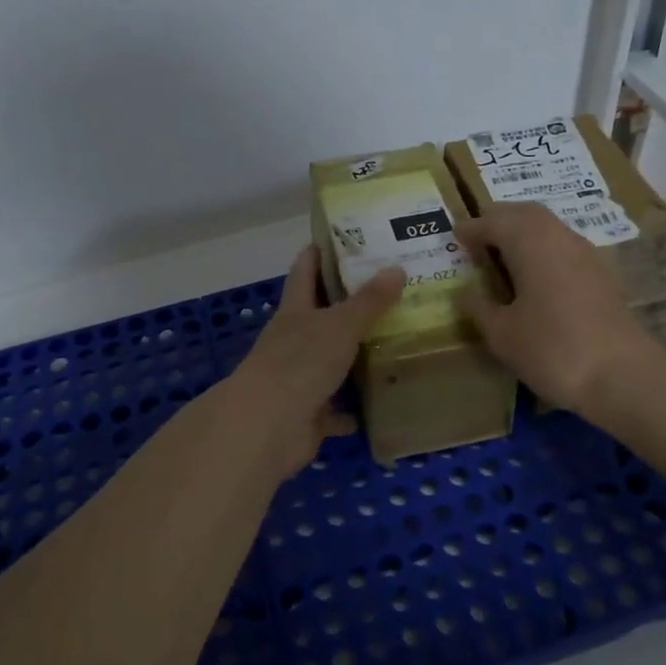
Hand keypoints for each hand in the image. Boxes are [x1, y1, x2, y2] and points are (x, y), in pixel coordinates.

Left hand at [225, 246, 406, 476]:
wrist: (269, 426)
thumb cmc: (300, 362)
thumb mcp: (340, 325)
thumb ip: (369, 301)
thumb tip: (396, 268)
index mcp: (295, 312)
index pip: (304, 271)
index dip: (319, 253)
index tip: (342, 238)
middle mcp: (293, 341)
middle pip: (319, 316)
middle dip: (347, 305)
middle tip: (388, 292)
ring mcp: (298, 378)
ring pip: (330, 362)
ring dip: (354, 357)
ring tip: (393, 344)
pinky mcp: (308, 413)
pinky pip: (336, 409)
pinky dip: (353, 408)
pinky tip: (380, 403)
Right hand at [456, 202, 654, 414]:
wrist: (622, 375)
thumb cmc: (552, 350)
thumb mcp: (502, 334)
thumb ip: (479, 308)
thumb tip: (464, 293)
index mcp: (530, 243)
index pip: (494, 221)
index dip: (472, 228)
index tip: (455, 236)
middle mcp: (559, 237)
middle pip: (524, 214)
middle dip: (498, 220)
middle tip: (477, 237)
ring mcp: (585, 253)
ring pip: (548, 226)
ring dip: (522, 231)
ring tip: (502, 254)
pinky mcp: (601, 273)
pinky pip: (563, 245)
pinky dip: (542, 248)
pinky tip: (534, 274)